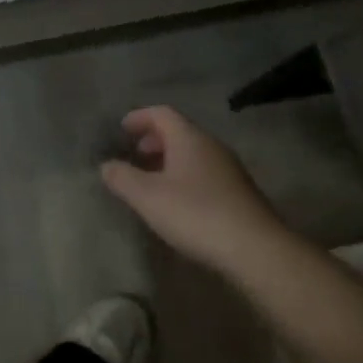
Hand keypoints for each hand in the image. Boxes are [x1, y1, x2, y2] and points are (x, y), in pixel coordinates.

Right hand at [101, 107, 285, 277]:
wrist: (256, 249)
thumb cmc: (196, 214)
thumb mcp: (148, 197)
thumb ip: (123, 178)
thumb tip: (106, 165)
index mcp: (189, 137)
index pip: (161, 113)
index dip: (139, 117)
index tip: (121, 129)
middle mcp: (211, 145)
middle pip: (179, 131)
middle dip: (154, 140)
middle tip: (135, 155)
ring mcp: (229, 169)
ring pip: (193, 153)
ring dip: (170, 160)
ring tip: (152, 181)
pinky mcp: (239, 193)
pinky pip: (205, 172)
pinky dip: (185, 176)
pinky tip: (178, 202)